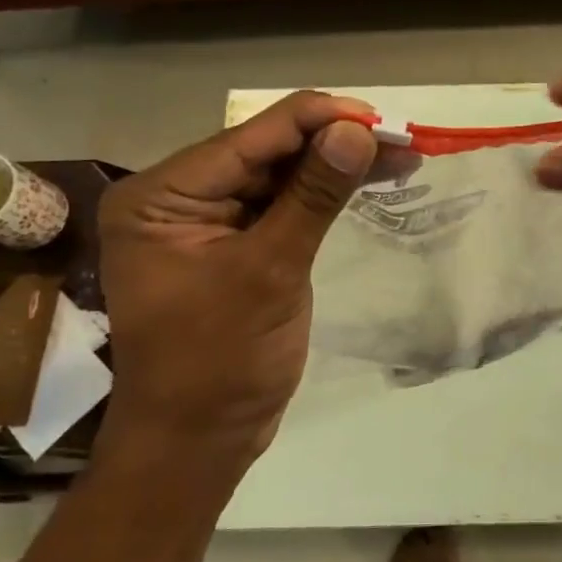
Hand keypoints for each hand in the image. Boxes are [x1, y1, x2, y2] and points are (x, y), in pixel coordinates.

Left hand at [97, 92, 379, 476]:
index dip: (318, 120)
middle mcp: (177, 197)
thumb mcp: (270, 272)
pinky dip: (323, 194)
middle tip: (400, 140)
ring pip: (280, 175)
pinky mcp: (235, 244)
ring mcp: (206, 221)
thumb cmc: (219, 362)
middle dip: (333, 142)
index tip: (381, 119)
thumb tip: (357, 131)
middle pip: (266, 151)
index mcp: (161, 196)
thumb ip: (313, 196)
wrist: (200, 441)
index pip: (249, 138)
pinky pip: (282, 205)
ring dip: (335, 165)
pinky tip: (365, 179)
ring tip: (399, 156)